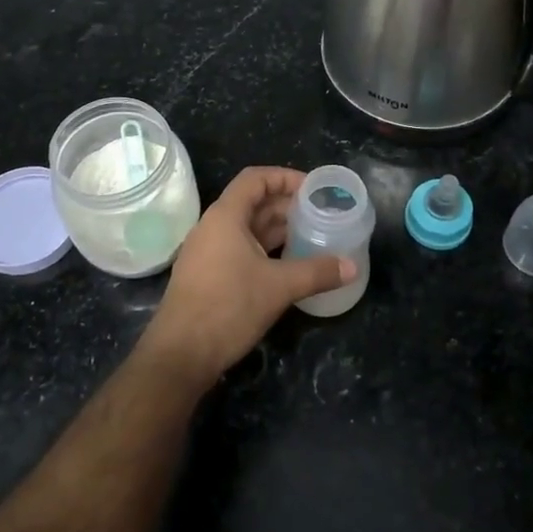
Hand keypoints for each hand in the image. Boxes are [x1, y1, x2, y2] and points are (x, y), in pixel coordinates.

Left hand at [144, 166, 353, 382]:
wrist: (181, 354)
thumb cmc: (228, 307)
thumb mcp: (279, 287)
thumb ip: (317, 272)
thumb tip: (352, 266)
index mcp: (225, 217)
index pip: (255, 179)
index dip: (285, 177)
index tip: (314, 189)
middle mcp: (213, 227)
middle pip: (253, 203)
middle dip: (287, 205)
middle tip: (320, 214)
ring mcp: (208, 252)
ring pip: (247, 229)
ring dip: (278, 229)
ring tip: (311, 236)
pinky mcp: (208, 275)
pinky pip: (240, 249)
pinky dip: (266, 249)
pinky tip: (289, 264)